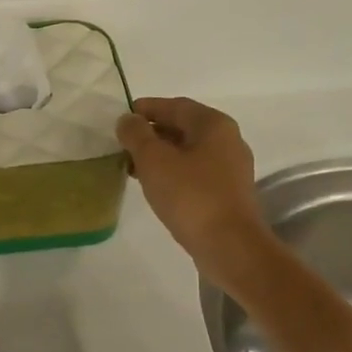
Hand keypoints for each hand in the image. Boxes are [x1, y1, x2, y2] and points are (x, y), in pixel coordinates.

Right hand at [117, 97, 275, 288]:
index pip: (175, 105)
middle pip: (183, 127)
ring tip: (132, 167)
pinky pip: (194, 172)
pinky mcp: (227, 193)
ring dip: (159, 155)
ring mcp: (230, 168)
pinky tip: (154, 186)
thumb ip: (136, 135)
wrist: (229, 246)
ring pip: (188, 151)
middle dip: (151, 133)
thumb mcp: (154, 160)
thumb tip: (127, 120)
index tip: (121, 118)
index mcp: (213, 124)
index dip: (146, 108)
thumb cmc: (190, 196)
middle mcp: (227, 140)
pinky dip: (172, 172)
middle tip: (122, 144)